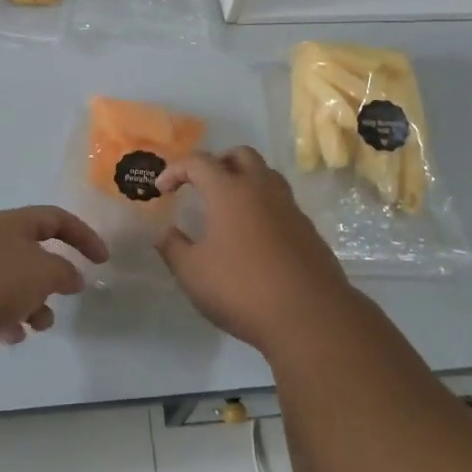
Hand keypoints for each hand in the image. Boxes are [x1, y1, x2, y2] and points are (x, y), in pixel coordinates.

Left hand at [0, 206, 107, 349]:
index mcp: (12, 223)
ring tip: (37, 326)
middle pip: (31, 251)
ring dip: (30, 303)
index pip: (55, 218)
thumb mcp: (41, 272)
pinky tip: (8, 337)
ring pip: (10, 280)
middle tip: (64, 298)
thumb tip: (72, 275)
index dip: (83, 236)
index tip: (102, 261)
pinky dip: (3, 318)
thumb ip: (64, 272)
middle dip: (51, 277)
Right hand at [155, 146, 353, 352]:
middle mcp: (261, 189)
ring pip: (265, 175)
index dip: (175, 170)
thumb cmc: (242, 289)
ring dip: (244, 179)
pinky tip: (253, 234)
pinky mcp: (307, 228)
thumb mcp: (193, 273)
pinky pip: (280, 201)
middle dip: (216, 163)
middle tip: (200, 186)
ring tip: (228, 207)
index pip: (198, 162)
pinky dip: (262, 204)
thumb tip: (164, 232)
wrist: (310, 316)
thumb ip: (173, 248)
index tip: (162, 189)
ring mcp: (289, 207)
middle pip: (240, 154)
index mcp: (229, 191)